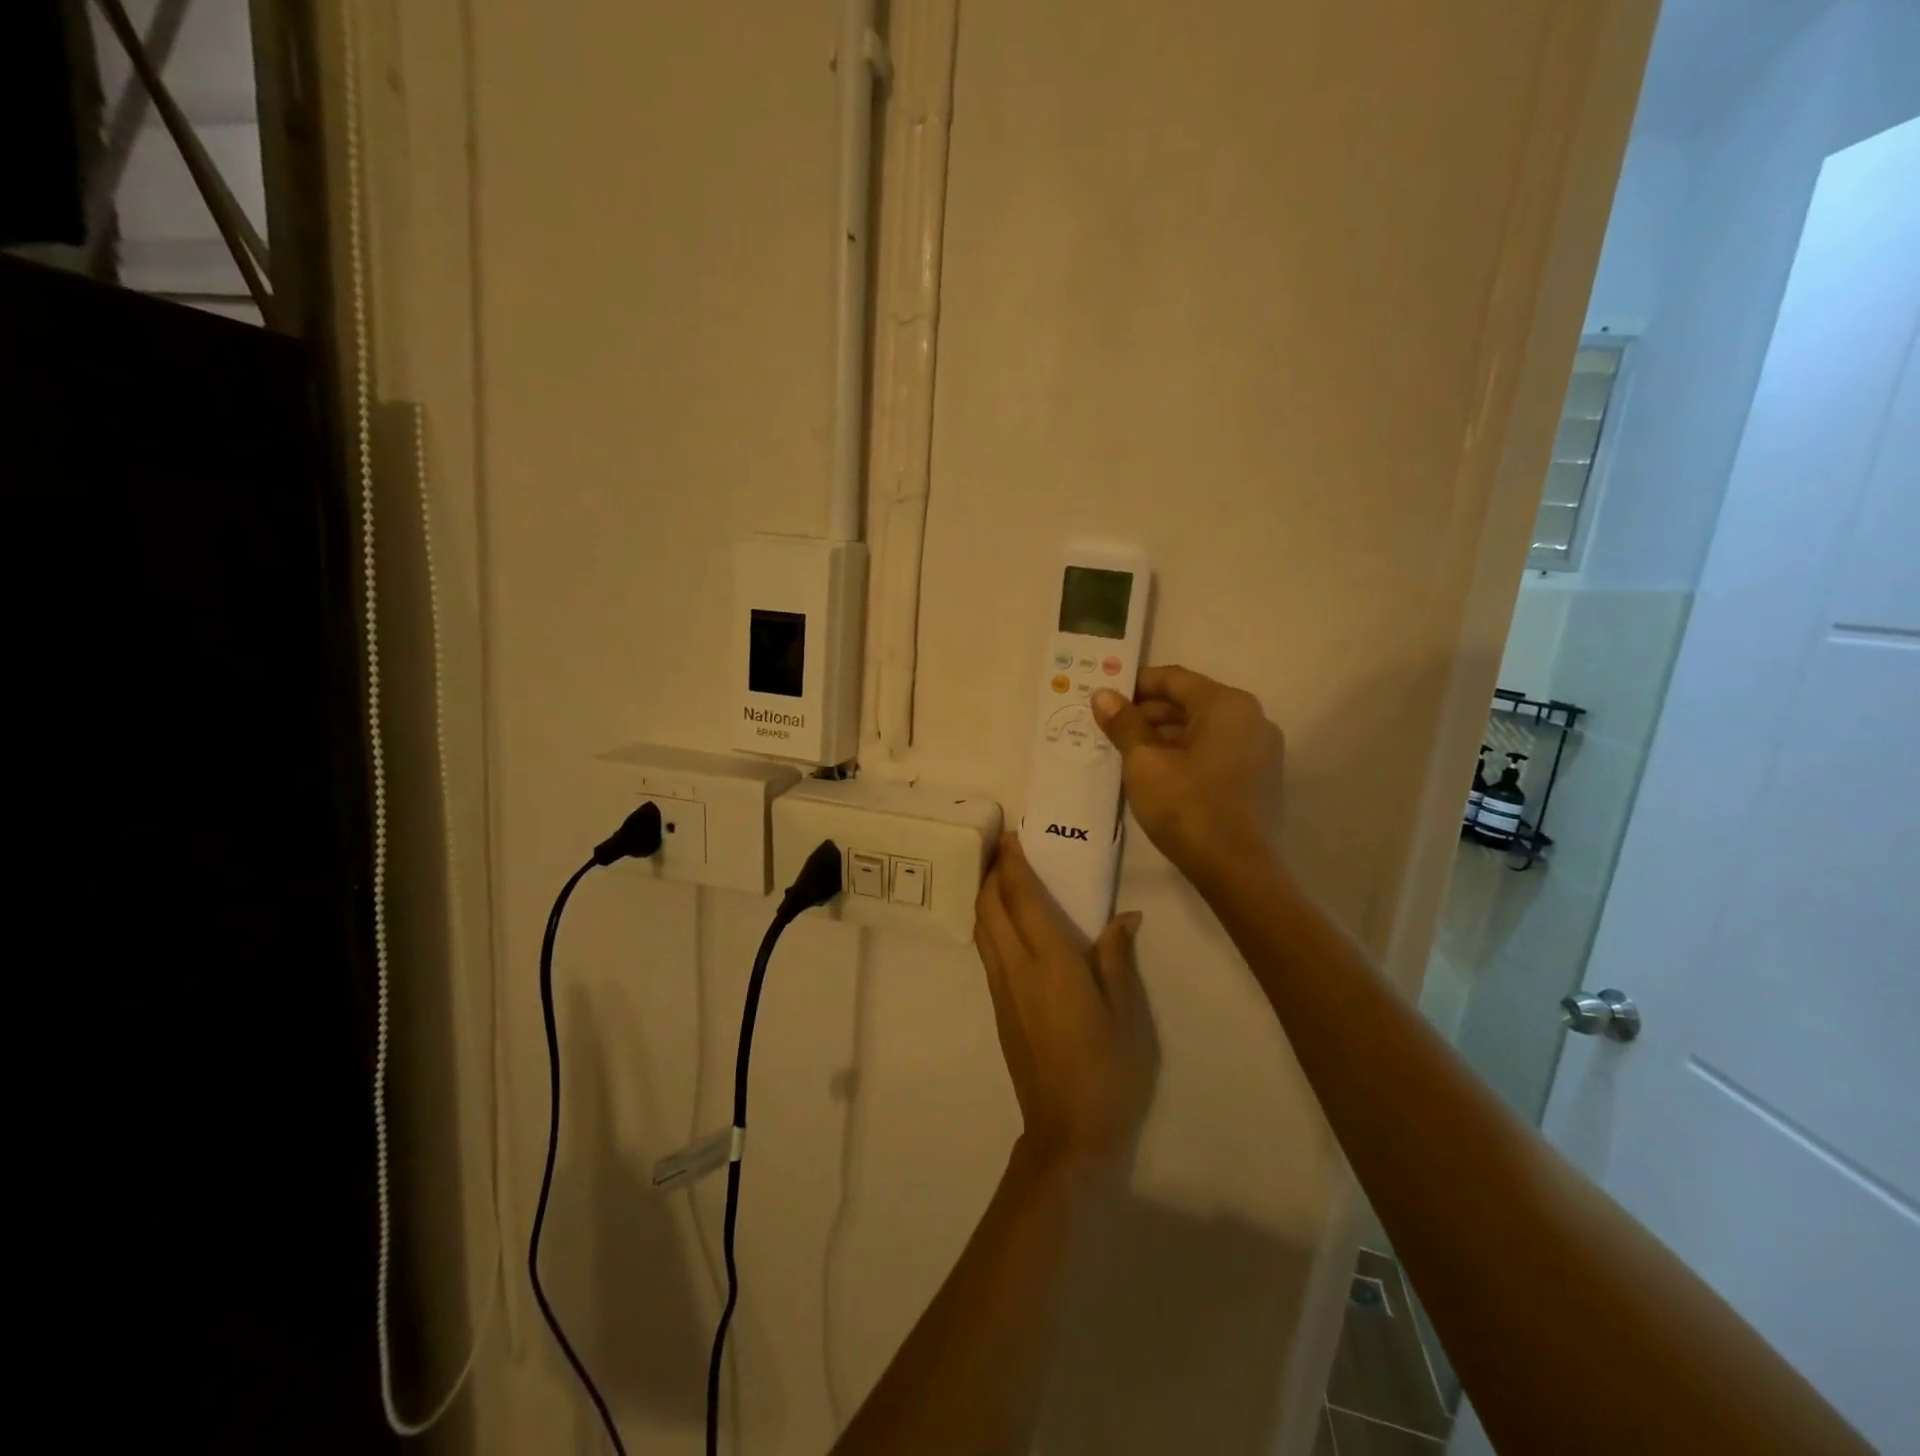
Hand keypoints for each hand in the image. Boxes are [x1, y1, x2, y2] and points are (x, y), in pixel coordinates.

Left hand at [974, 835, 1157, 1175]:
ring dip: (985, 895)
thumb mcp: (1127, 1015)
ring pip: (981, 927)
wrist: (1068, 1134)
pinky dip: (989, 922)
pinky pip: (986, 950)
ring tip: (1001, 875)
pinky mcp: (998, 1007)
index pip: (1022, 899)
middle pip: (989, 907)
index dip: (1012, 864)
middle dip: (991, 872)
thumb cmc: (1109, 1072)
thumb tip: (1124, 916)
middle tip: (1003, 847)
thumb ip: (1118, 959)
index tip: (1010, 835)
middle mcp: (1017, 969)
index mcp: (1051, 964)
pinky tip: (1006, 921)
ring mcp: (1002, 989)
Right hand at [1091, 665, 1283, 879]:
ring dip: (1164, 736)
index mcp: (1227, 705)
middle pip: (1190, 703)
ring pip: (1202, 730)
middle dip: (1148, 713)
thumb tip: (1102, 695)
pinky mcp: (1258, 778)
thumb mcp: (1143, 762)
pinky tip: (1157, 773)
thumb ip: (1123, 723)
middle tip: (1110, 729)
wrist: (1235, 869)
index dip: (1135, 685)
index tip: (1105, 698)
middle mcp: (1251, 718)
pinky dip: (1185, 754)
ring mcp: (1260, 750)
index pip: (1174, 679)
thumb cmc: (1186, 806)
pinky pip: (1215, 751)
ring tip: (1127, 753)